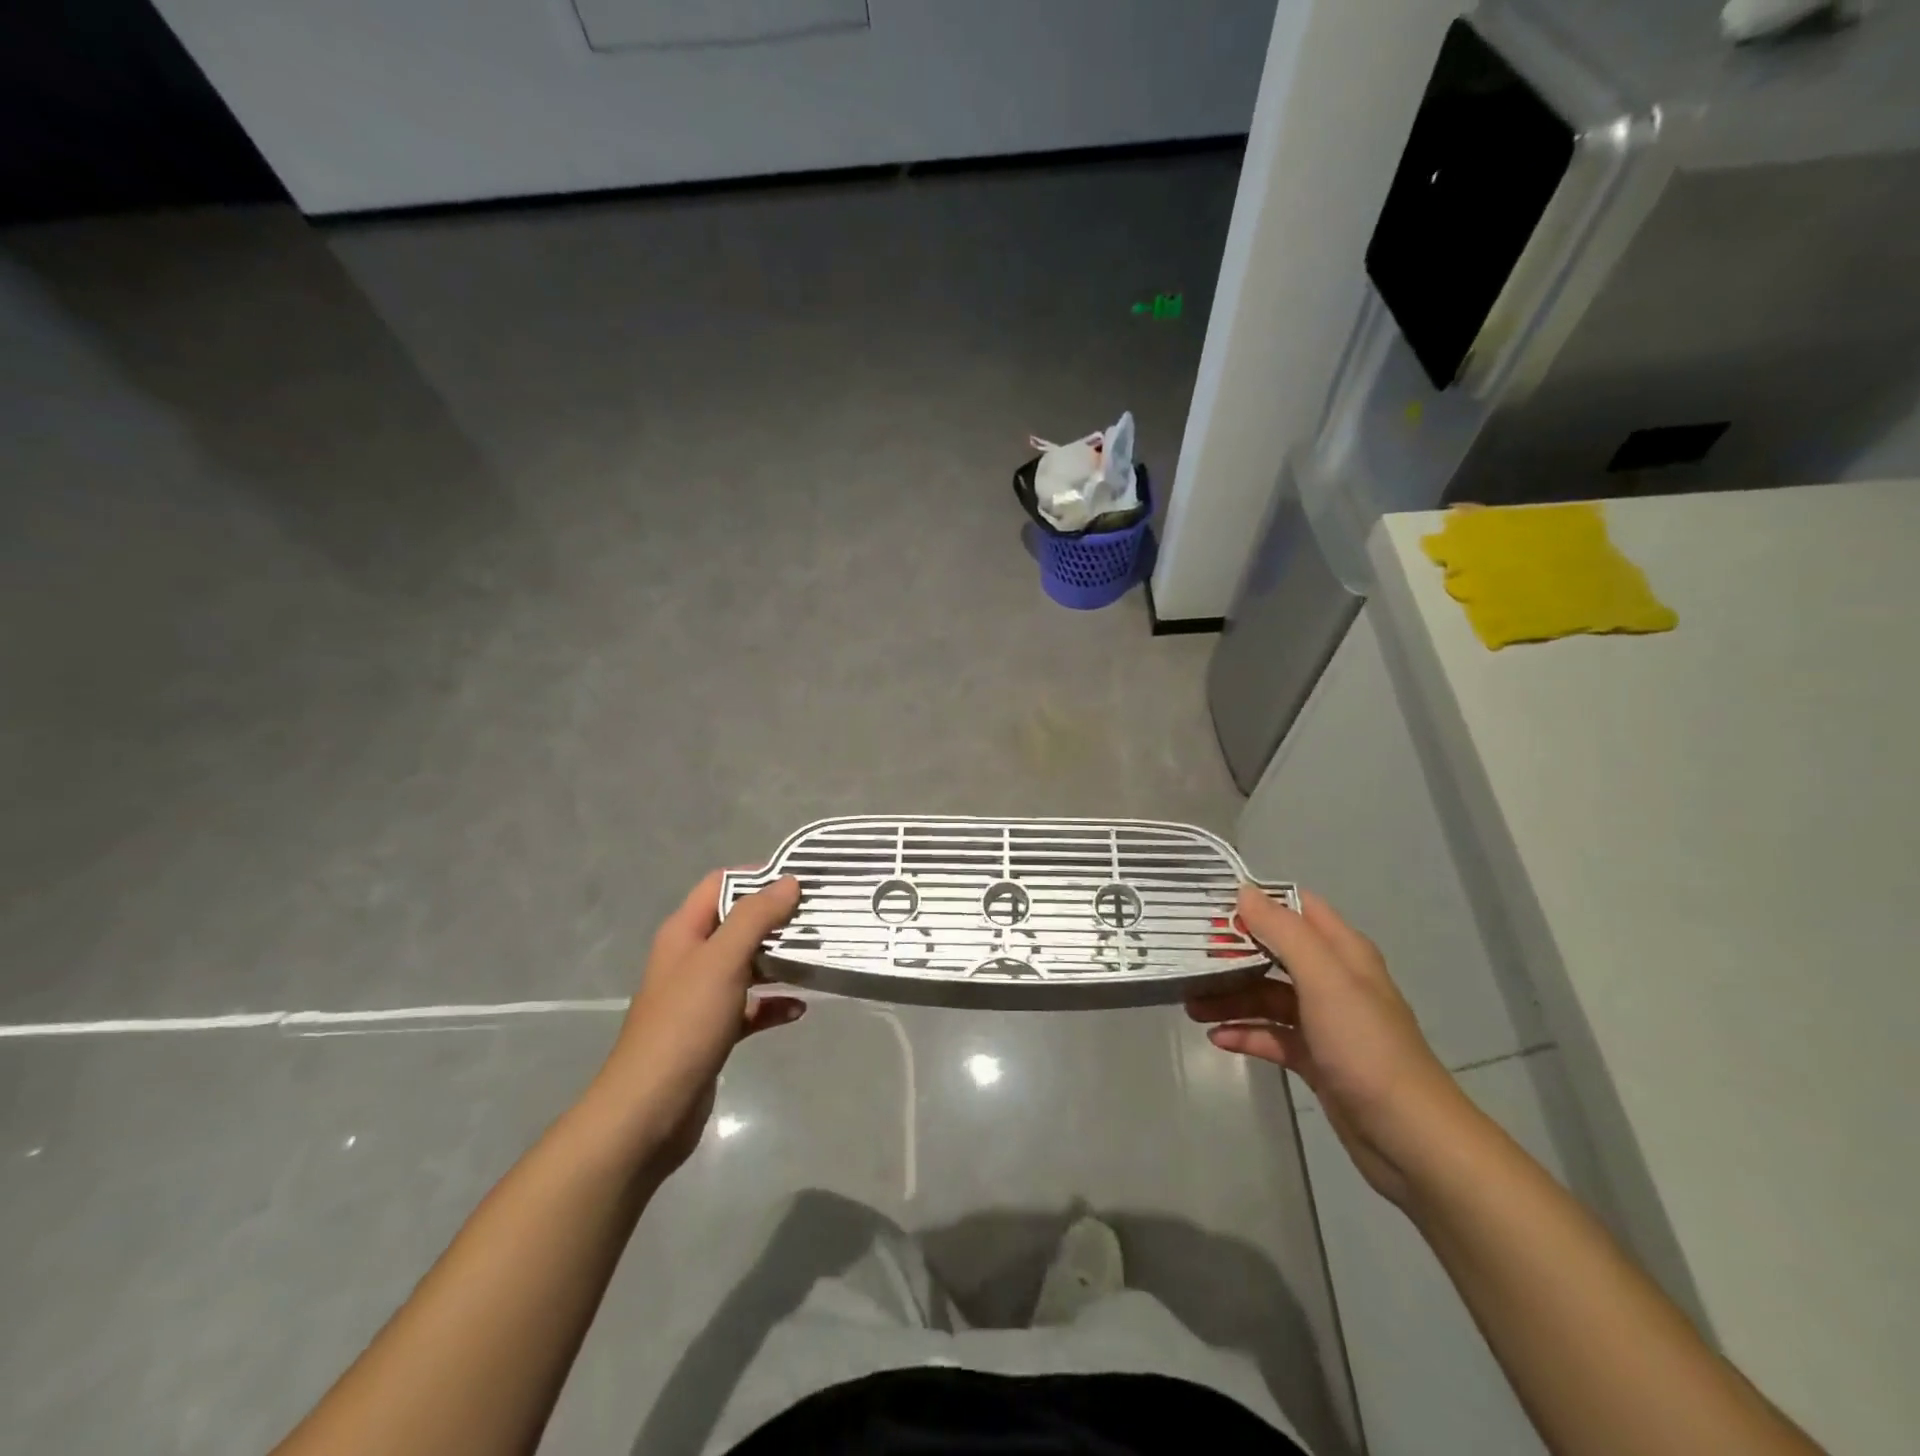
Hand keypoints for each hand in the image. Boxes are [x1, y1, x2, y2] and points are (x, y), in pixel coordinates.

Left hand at [586, 871, 805, 1175]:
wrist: (649, 1111)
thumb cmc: (685, 1025)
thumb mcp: (721, 961)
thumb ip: (755, 918)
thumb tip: (788, 882)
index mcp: (684, 933)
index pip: (719, 884)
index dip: (757, 876)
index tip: (800, 879)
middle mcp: (691, 959)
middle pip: (737, 924)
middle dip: (776, 919)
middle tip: (819, 917)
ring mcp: (701, 998)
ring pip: (747, 966)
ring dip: (779, 961)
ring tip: (818, 957)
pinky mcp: (713, 1032)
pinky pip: (750, 1007)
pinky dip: (773, 1004)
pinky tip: (799, 1009)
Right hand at [1186, 886, 1468, 1204]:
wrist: (1409, 1138)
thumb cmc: (1366, 1047)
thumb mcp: (1324, 980)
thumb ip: (1284, 932)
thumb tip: (1244, 892)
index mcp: (1343, 953)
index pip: (1297, 908)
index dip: (1257, 902)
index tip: (1211, 906)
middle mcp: (1333, 981)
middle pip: (1274, 953)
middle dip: (1233, 953)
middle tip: (1189, 958)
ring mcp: (1324, 1022)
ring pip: (1268, 996)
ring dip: (1231, 997)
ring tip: (1191, 1006)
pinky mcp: (1316, 1059)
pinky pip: (1272, 1035)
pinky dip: (1246, 1033)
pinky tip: (1217, 1038)